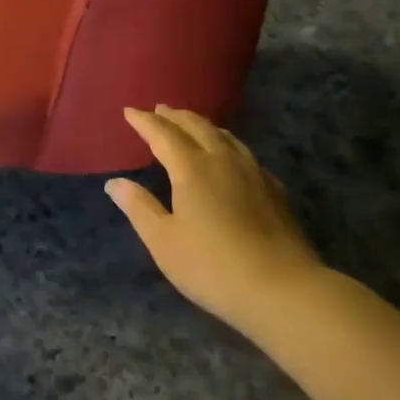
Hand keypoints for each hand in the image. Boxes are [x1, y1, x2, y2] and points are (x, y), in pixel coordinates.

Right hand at [107, 105, 326, 338]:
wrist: (284, 290)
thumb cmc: (213, 266)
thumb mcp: (164, 242)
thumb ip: (139, 207)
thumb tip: (115, 182)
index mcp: (191, 168)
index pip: (163, 134)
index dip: (144, 122)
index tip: (130, 111)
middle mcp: (222, 160)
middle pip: (196, 127)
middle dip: (174, 116)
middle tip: (159, 110)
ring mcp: (252, 173)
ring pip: (224, 136)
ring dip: (202, 125)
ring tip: (191, 124)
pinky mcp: (274, 190)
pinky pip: (244, 153)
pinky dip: (227, 144)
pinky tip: (231, 157)